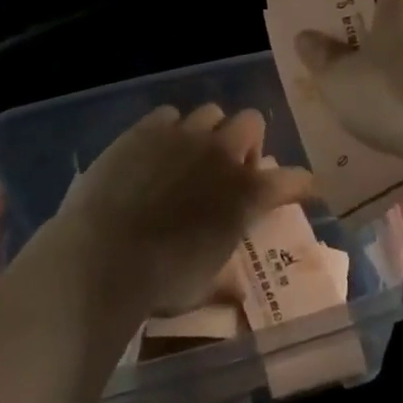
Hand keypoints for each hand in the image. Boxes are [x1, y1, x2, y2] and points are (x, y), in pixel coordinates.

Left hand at [52, 104, 309, 316]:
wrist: (102, 256)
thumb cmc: (160, 281)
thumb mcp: (204, 285)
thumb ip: (225, 278)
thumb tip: (237, 290)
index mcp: (247, 194)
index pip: (293, 179)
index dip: (300, 184)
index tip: (300, 190)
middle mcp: (223, 154)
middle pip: (252, 122)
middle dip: (248, 141)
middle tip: (231, 168)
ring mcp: (184, 136)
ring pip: (211, 112)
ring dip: (210, 132)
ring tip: (191, 156)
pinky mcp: (146, 129)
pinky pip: (169, 115)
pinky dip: (170, 130)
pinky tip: (156, 152)